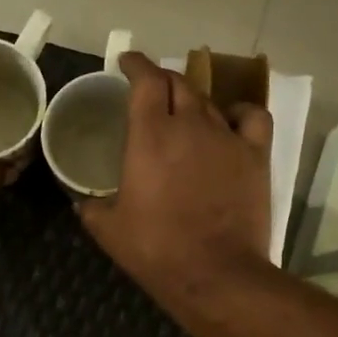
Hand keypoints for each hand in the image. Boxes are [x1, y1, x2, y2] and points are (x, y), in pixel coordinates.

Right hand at [79, 52, 273, 301]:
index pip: (145, 79)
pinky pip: (252, 118)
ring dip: (193, 100)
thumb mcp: (108, 230)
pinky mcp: (256, 156)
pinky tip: (230, 122)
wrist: (215, 274)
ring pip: (210, 101)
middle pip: (178, 83)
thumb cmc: (156, 250)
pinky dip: (239, 112)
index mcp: (150, 135)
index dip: (135, 64)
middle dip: (161, 79)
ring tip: (184, 112)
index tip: (127, 62)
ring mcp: (227, 138)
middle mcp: (190, 125)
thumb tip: (81, 202)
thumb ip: (91, 208)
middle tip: (151, 90)